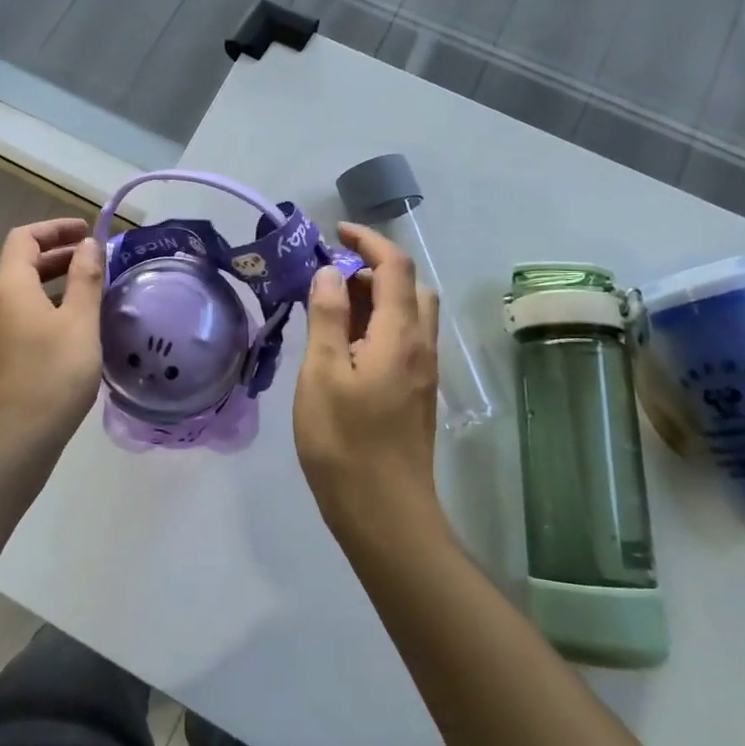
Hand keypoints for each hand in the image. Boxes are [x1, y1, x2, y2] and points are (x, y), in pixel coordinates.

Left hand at [0, 218, 104, 454]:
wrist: (14, 439)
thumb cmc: (52, 374)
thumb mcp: (80, 322)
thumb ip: (85, 278)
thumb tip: (88, 244)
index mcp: (10, 286)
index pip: (24, 238)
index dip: (55, 228)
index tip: (87, 232)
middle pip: (22, 264)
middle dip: (59, 255)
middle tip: (95, 261)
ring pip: (25, 294)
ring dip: (56, 284)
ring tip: (92, 293)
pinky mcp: (0, 359)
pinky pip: (24, 318)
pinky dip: (49, 309)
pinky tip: (76, 330)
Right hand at [294, 224, 445, 546]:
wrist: (385, 514)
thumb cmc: (345, 443)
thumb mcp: (322, 374)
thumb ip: (327, 317)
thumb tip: (331, 273)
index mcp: (399, 334)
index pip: (394, 266)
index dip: (368, 240)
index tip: (335, 231)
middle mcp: (420, 345)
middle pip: (408, 287)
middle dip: (371, 269)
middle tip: (327, 281)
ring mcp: (422, 372)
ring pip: (408, 315)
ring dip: (375, 299)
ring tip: (331, 312)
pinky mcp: (416, 394)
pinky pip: (403, 340)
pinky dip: (378, 325)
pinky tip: (345, 349)